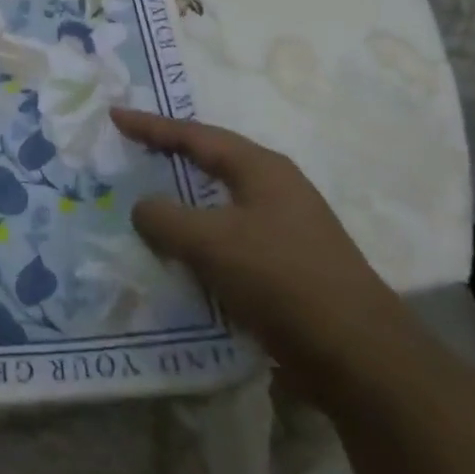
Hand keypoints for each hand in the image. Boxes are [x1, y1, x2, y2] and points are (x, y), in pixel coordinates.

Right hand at [111, 107, 405, 387]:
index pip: (195, 135)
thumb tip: (142, 208)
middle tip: (132, 152)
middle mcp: (276, 191)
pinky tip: (179, 258)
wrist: (359, 357)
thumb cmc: (282, 280)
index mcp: (261, 169)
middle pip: (211, 163)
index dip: (151, 126)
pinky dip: (199, 242)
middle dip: (170, 158)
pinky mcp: (287, 269)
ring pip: (219, 206)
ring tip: (146, 206)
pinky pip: (229, 242)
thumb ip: (165, 218)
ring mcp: (286, 230)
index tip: (115, 116)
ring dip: (183, 205)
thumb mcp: (211, 242)